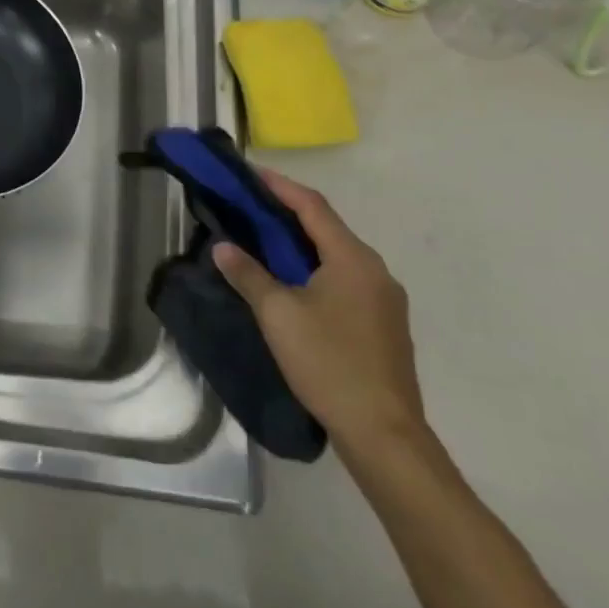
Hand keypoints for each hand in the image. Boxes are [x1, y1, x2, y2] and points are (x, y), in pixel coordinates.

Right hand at [213, 169, 424, 456]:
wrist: (384, 433)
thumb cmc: (328, 363)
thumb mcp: (278, 315)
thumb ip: (249, 275)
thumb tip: (223, 247)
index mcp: (352, 259)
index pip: (312, 206)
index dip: (279, 186)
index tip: (249, 173)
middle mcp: (375, 270)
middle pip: (327, 228)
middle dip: (287, 213)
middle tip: (249, 206)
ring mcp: (385, 299)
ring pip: (337, 255)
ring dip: (301, 243)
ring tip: (264, 241)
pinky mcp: (384, 324)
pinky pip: (345, 279)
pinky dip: (316, 269)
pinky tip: (294, 284)